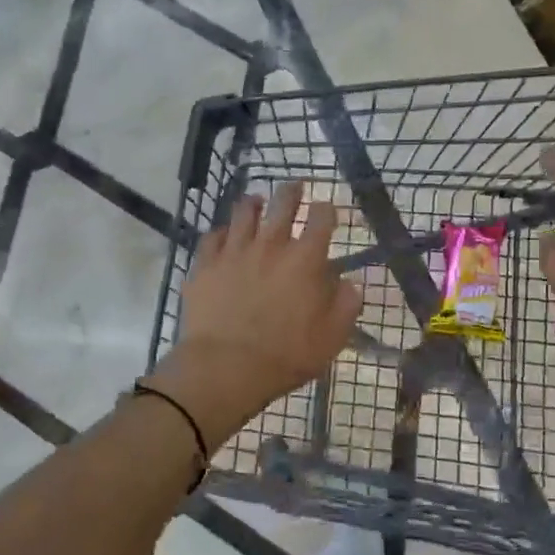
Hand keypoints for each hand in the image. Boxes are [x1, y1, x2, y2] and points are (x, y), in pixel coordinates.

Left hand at [146, 182, 360, 449]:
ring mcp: (234, 250)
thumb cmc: (286, 355)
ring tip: (257, 202)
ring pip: (244, 212)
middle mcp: (271, 244)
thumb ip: (346, 304)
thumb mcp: (332, 337)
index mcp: (305, 259)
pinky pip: (212, 236)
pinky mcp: (205, 264)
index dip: (327, 209)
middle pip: (283, 202)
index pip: (322, 217)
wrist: (225, 367)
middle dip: (292, 191)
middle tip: (295, 187)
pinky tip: (224, 237)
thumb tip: (349, 283)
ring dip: (254, 204)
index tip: (327, 210)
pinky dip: (222, 232)